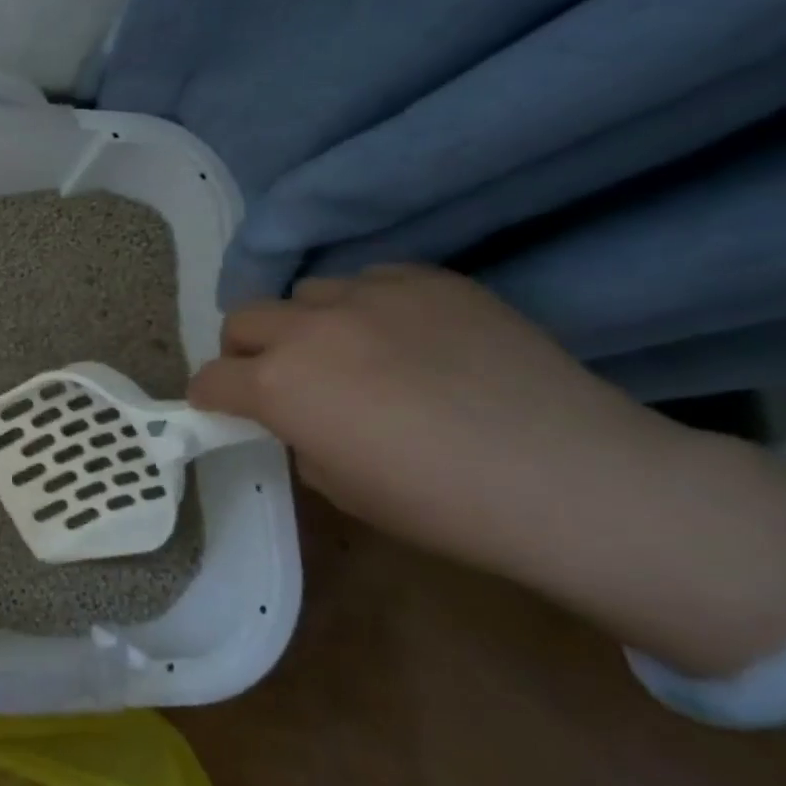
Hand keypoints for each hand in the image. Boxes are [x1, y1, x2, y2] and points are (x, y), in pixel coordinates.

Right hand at [189, 265, 785, 675]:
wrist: (574, 479)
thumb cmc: (443, 504)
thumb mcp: (340, 487)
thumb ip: (299, 437)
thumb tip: (301, 416)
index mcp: (277, 385)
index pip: (211, 378)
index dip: (212, 398)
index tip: (226, 410)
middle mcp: (309, 329)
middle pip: (242, 319)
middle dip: (247, 351)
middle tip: (281, 380)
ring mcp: (370, 296)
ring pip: (306, 294)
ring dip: (309, 325)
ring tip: (352, 354)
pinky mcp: (428, 280)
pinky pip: (371, 281)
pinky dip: (368, 308)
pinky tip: (407, 339)